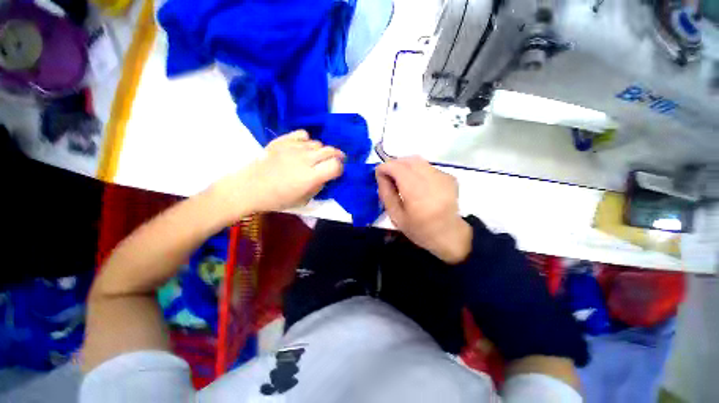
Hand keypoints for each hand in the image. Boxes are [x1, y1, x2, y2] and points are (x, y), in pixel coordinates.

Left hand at [212, 130, 344, 219]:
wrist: (250, 187)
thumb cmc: (278, 199)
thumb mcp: (304, 200)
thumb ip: (319, 186)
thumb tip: (327, 176)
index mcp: (310, 177)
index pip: (336, 165)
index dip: (340, 168)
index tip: (337, 172)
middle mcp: (305, 159)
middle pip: (331, 151)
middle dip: (336, 157)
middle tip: (333, 163)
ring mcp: (293, 147)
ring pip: (318, 143)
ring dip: (321, 151)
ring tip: (315, 158)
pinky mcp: (282, 140)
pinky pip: (304, 134)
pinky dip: (307, 141)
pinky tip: (303, 148)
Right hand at [376, 156, 471, 263]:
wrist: (449, 235)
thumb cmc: (419, 229)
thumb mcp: (396, 216)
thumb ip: (386, 193)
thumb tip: (381, 175)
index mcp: (417, 194)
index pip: (397, 168)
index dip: (384, 167)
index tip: (379, 175)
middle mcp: (432, 181)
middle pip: (408, 160)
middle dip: (394, 164)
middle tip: (389, 176)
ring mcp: (443, 177)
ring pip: (418, 161)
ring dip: (405, 166)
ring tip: (402, 180)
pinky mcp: (449, 177)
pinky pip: (427, 166)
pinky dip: (417, 170)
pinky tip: (417, 184)